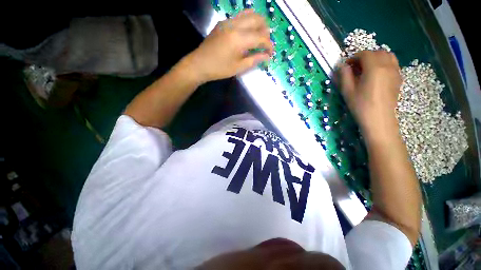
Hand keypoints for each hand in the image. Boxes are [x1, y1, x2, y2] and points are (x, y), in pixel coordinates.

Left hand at [185, 9, 272, 83]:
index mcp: (240, 39)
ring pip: (249, 14)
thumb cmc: (220, 69)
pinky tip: (248, 32)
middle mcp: (235, 25)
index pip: (261, 37)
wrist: (200, 64)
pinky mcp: (223, 22)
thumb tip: (267, 56)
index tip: (271, 53)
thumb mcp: (239, 67)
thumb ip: (254, 60)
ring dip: (258, 23)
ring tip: (259, 36)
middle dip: (266, 31)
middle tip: (265, 44)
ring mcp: (228, 21)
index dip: (269, 45)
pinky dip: (248, 21)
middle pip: (258, 19)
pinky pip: (240, 16)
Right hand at [338, 51, 401, 139]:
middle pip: (377, 52)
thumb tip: (341, 65)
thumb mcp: (348, 91)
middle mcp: (387, 66)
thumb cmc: (361, 105)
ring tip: (367, 68)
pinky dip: (384, 63)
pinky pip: (393, 64)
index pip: (365, 54)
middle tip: (355, 67)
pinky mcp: (398, 78)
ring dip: (376, 58)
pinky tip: (377, 74)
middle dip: (365, 57)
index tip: (346, 66)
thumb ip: (344, 75)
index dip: (354, 57)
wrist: (379, 119)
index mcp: (374, 68)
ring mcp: (395, 72)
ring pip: (388, 56)